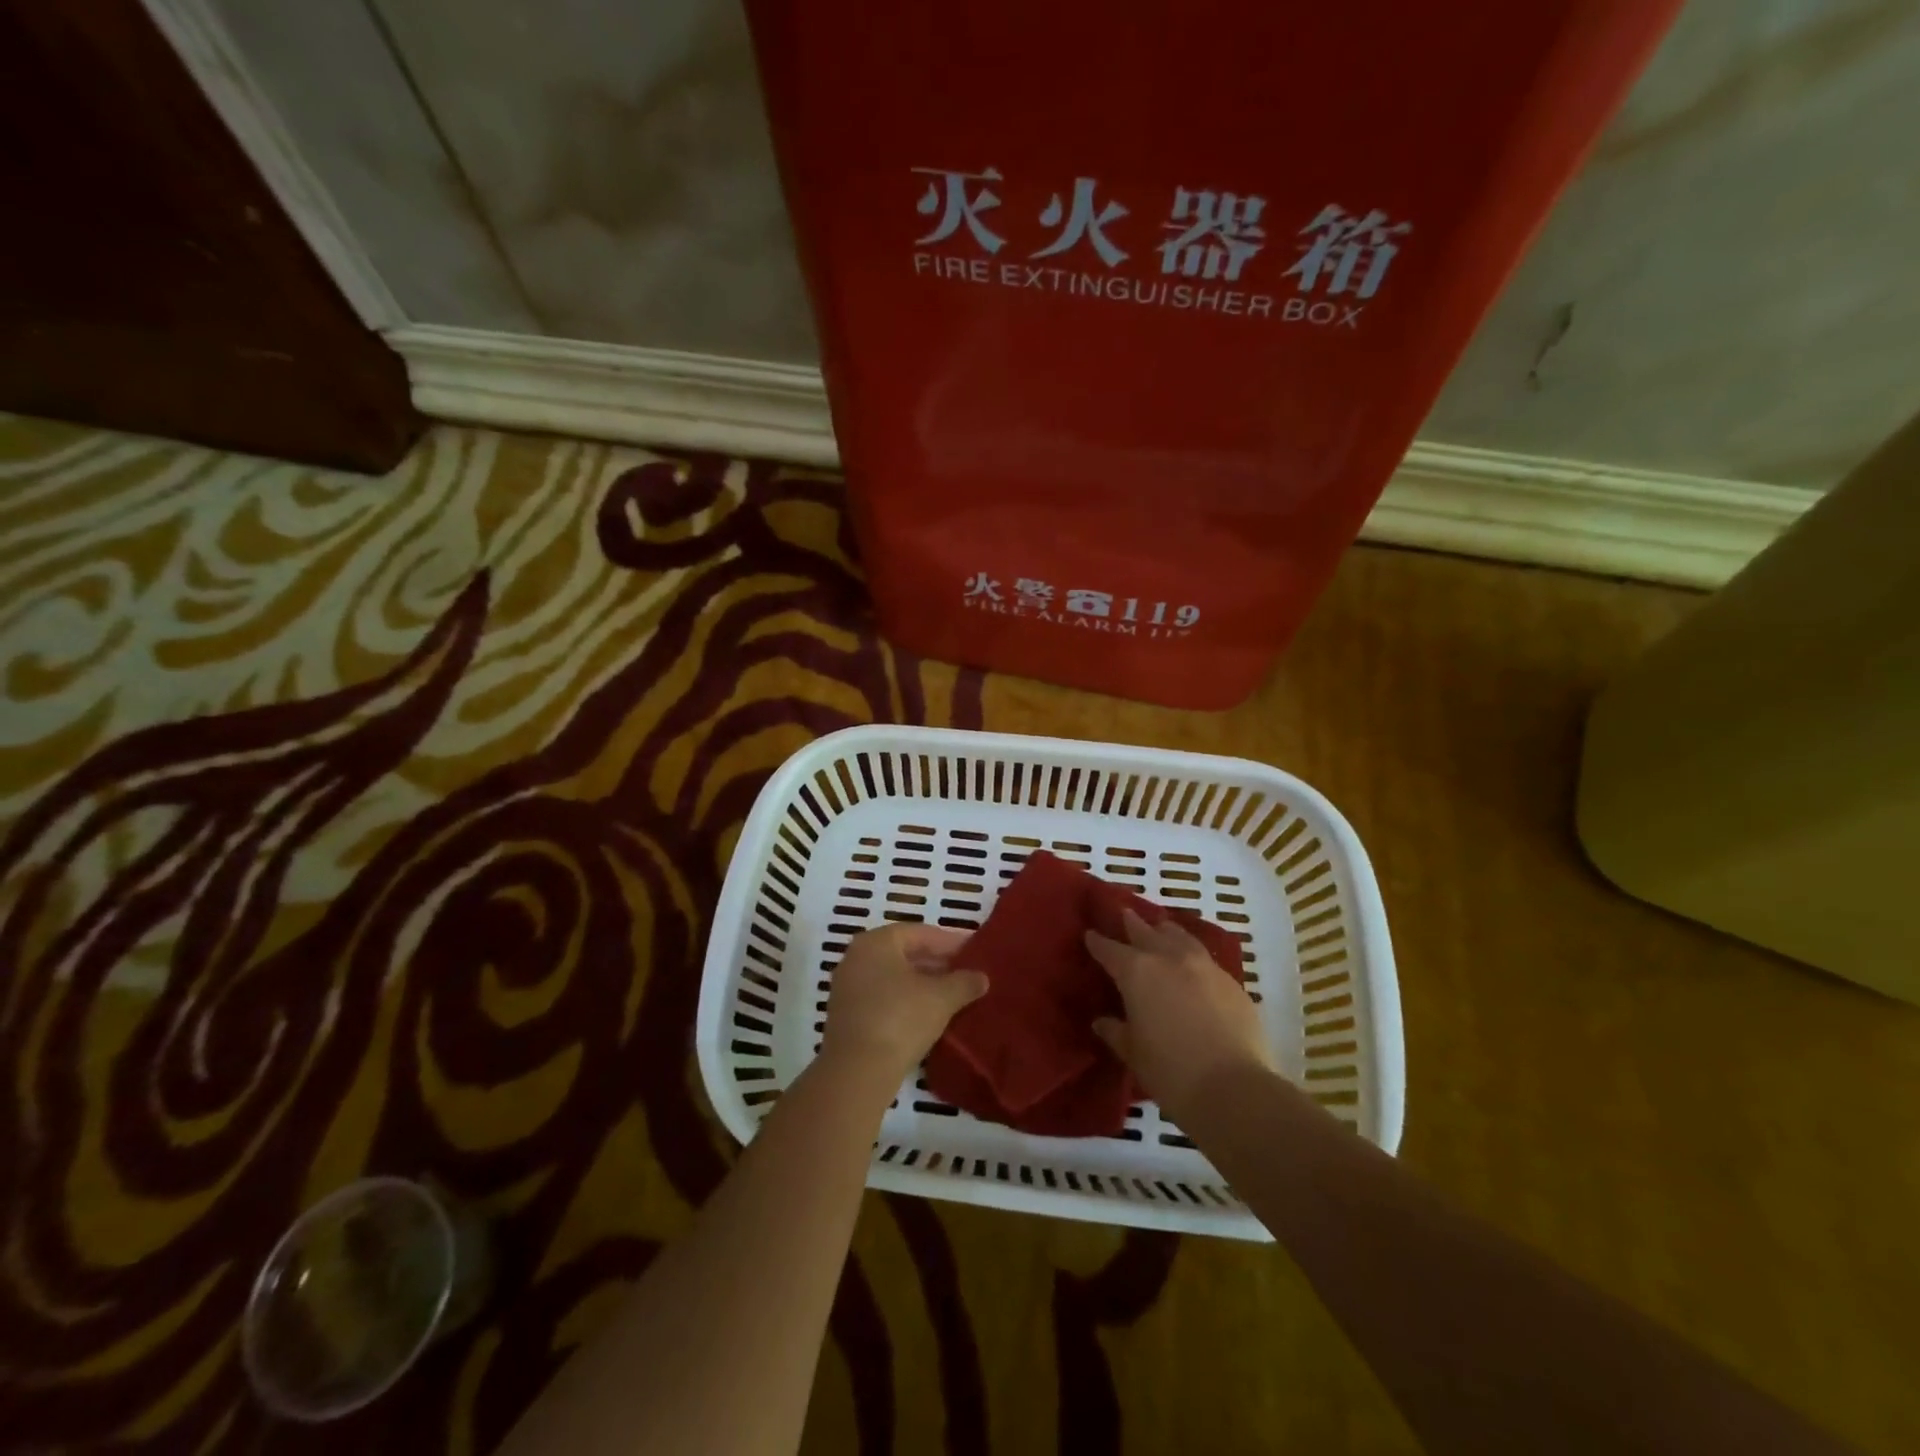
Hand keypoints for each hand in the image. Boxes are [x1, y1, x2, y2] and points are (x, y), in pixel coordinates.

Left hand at [820, 924, 987, 1090]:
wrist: (857, 1072)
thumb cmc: (901, 1019)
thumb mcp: (942, 998)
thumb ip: (964, 982)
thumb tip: (981, 977)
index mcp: (876, 942)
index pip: (920, 933)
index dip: (950, 942)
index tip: (974, 952)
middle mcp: (856, 957)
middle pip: (904, 954)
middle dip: (936, 963)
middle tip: (966, 973)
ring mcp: (847, 988)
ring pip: (893, 978)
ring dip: (922, 984)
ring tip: (952, 995)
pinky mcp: (845, 1016)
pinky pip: (882, 998)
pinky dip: (905, 1002)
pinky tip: (927, 1016)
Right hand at [1085, 910, 1276, 1120]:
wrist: (1234, 1089)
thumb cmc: (1170, 1071)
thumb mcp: (1132, 1053)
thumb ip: (1116, 1031)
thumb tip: (1102, 1022)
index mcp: (1137, 971)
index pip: (1110, 949)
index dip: (1097, 942)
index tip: (1089, 934)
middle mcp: (1169, 958)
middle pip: (1146, 931)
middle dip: (1132, 923)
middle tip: (1124, 913)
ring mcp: (1205, 966)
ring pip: (1180, 936)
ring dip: (1166, 931)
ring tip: (1160, 929)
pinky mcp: (1232, 982)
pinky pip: (1205, 958)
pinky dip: (1192, 956)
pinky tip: (1193, 966)